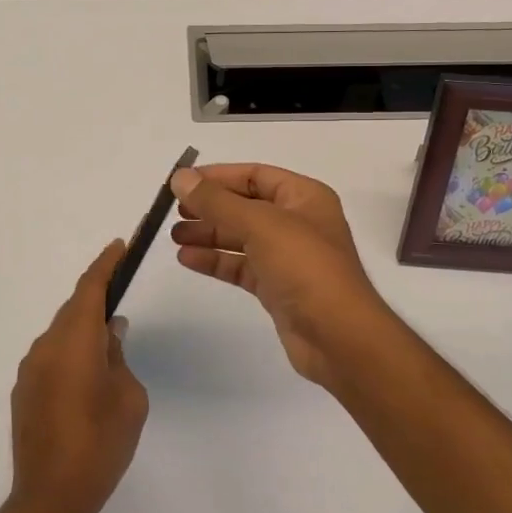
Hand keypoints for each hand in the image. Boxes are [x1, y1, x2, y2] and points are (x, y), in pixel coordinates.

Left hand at [8, 242, 149, 512]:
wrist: (50, 498)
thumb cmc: (101, 444)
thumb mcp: (128, 397)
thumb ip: (118, 356)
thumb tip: (109, 333)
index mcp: (75, 341)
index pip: (89, 289)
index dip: (105, 265)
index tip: (118, 246)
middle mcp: (47, 346)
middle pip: (73, 310)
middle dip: (96, 299)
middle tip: (120, 297)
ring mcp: (30, 369)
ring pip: (60, 335)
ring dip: (81, 331)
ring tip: (107, 347)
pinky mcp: (23, 392)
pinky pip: (50, 357)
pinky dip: (69, 354)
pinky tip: (85, 379)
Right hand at [169, 164, 393, 387]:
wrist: (338, 337)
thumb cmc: (305, 268)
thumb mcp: (260, 225)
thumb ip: (217, 201)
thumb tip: (180, 176)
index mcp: (304, 197)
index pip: (255, 175)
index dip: (218, 176)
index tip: (182, 183)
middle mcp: (297, 222)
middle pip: (245, 206)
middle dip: (209, 207)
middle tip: (173, 212)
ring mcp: (288, 256)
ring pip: (240, 237)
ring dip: (208, 234)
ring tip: (173, 236)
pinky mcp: (277, 287)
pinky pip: (241, 266)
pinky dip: (215, 261)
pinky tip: (187, 259)